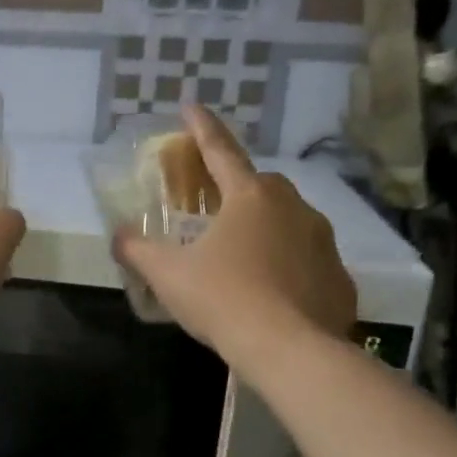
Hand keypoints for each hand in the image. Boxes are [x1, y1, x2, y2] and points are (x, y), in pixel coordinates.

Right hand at [116, 105, 356, 363]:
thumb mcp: (167, 273)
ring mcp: (322, 241)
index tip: (191, 105)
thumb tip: (117, 236)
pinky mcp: (339, 276)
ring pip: (288, 220)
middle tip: (214, 204)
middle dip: (237, 186)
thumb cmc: (222, 298)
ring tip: (242, 253)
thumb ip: (137, 249)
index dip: (202, 127)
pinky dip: (287, 263)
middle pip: (260, 185)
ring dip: (265, 226)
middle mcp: (292, 208)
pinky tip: (270, 289)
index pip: (220, 151)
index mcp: (250, 197)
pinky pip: (306, 258)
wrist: (290, 350)